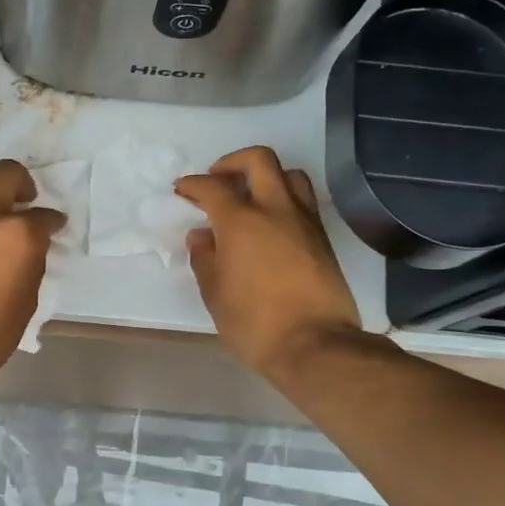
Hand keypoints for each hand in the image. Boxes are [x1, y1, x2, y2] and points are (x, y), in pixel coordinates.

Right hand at [175, 147, 366, 380]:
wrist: (315, 345)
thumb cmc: (254, 322)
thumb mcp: (215, 294)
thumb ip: (205, 258)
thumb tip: (202, 236)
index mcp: (241, 221)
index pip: (213, 187)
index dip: (193, 184)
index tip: (182, 190)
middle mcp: (275, 210)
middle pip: (259, 160)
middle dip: (232, 162)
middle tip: (218, 180)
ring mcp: (304, 221)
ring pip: (289, 174)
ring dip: (266, 176)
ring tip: (250, 197)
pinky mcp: (322, 238)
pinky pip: (303, 201)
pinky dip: (283, 199)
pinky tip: (270, 223)